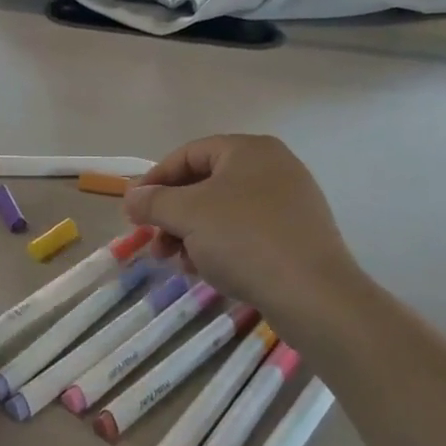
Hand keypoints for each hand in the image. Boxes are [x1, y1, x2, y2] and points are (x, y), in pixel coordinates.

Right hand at [124, 135, 370, 333]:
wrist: (314, 296)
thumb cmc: (244, 239)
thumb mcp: (186, 215)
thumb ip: (152, 201)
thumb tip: (131, 197)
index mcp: (249, 150)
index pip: (188, 154)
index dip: (155, 180)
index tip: (134, 209)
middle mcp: (272, 168)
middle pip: (204, 184)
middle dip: (172, 214)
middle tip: (153, 241)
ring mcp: (289, 203)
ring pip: (222, 211)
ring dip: (191, 234)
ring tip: (176, 261)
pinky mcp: (297, 237)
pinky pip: (245, 232)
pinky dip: (218, 246)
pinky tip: (205, 271)